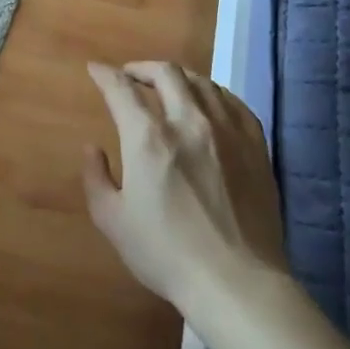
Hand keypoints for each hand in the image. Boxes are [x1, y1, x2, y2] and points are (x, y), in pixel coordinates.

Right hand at [82, 61, 286, 319]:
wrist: (236, 280)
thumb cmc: (166, 254)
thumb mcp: (112, 221)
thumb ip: (96, 178)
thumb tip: (93, 148)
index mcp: (148, 138)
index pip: (121, 89)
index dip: (105, 75)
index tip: (96, 70)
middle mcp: (189, 122)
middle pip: (166, 73)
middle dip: (141, 68)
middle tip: (130, 76)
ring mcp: (228, 131)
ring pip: (202, 82)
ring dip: (178, 77)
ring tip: (168, 87)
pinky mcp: (256, 145)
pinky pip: (234, 102)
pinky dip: (213, 94)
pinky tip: (209, 103)